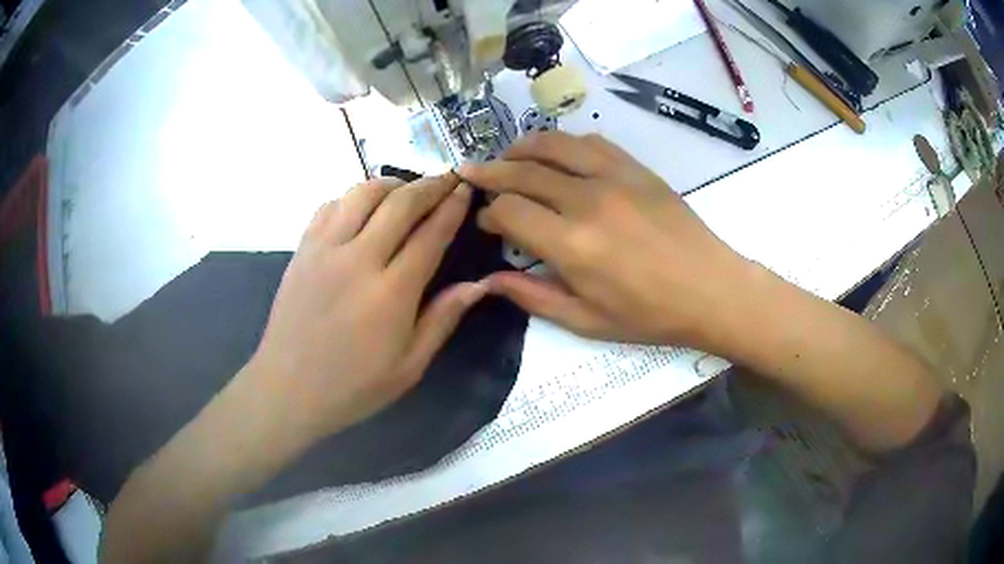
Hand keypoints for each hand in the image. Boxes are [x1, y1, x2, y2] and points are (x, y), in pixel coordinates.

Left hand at [247, 173, 485, 441]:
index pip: (430, 235)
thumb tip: (479, 284)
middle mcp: (358, 259)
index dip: (452, 207)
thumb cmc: (353, 386)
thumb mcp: (409, 366)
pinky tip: (361, 209)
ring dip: (390, 184)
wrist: (289, 388)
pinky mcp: (302, 250)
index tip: (466, 188)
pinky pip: (329, 206)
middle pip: (399, 203)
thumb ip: (443, 319)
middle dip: (429, 185)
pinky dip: (352, 198)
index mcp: (391, 293)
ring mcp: (324, 250)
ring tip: (406, 190)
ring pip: (361, 193)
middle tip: (446, 179)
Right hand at [459, 132, 756, 351]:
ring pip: (553, 145)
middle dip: (490, 173)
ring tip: (507, 157)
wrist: (710, 289)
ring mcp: (614, 177)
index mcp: (571, 245)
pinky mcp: (636, 168)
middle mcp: (586, 200)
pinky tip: (558, 154)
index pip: (509, 210)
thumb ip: (533, 297)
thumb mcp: (586, 321)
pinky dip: (564, 143)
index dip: (489, 213)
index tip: (486, 222)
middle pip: (522, 171)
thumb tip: (488, 280)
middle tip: (472, 174)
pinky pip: (591, 142)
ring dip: (522, 148)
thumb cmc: (649, 315)